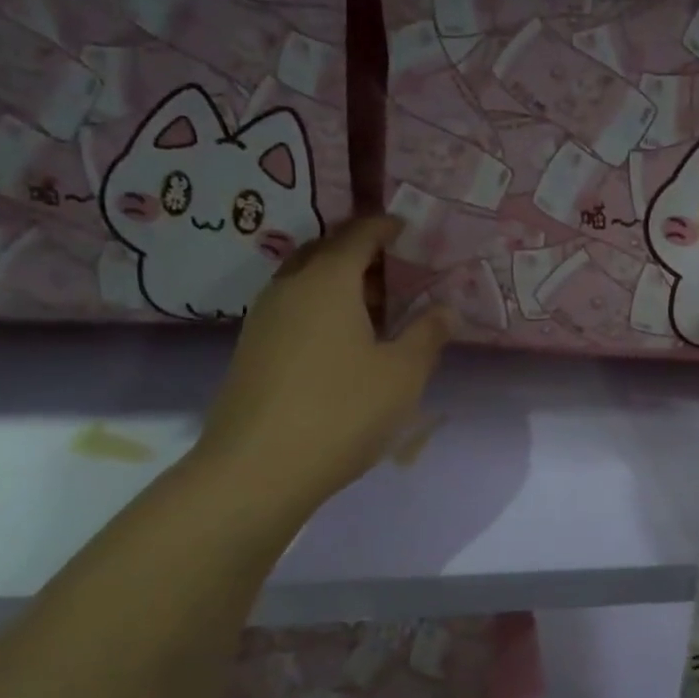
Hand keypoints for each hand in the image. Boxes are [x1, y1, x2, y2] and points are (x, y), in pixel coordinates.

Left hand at [193, 216, 452, 518]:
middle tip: (397, 269)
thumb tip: (446, 309)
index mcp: (327, 281)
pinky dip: (322, 308)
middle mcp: (289, 288)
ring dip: (340, 283)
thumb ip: (428, 334)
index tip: (408, 228)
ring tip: (376, 307)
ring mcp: (263, 320)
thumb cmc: (341, 411)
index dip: (385, 227)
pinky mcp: (252, 351)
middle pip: (326, 252)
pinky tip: (343, 341)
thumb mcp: (402, 374)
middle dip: (361, 252)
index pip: (358, 234)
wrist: (256, 471)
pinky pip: (293, 310)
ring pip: (305, 282)